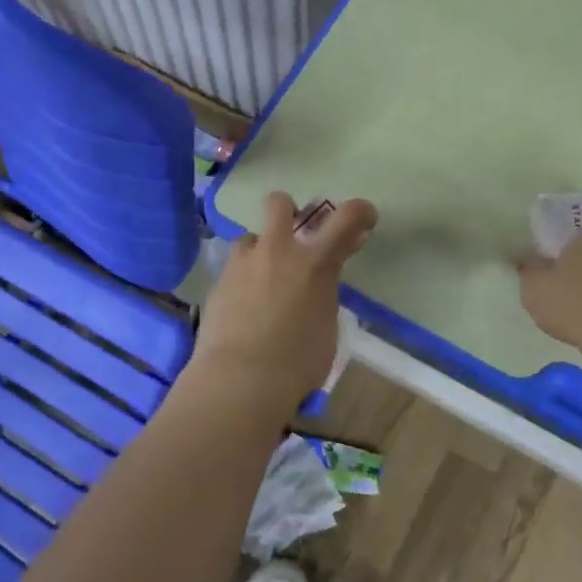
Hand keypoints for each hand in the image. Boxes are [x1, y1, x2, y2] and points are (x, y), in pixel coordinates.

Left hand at [188, 193, 377, 412]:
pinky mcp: (217, 281)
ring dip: (260, 251)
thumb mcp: (326, 328)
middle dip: (288, 211)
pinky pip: (234, 268)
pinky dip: (243, 278)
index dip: (360, 211)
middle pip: (279, 203)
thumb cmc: (296, 364)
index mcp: (315, 263)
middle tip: (294, 236)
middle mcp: (277, 252)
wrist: (239, 378)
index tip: (364, 218)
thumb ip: (323, 295)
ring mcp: (242, 263)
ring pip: (250, 237)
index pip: (347, 218)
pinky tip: (244, 306)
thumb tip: (318, 284)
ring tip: (262, 280)